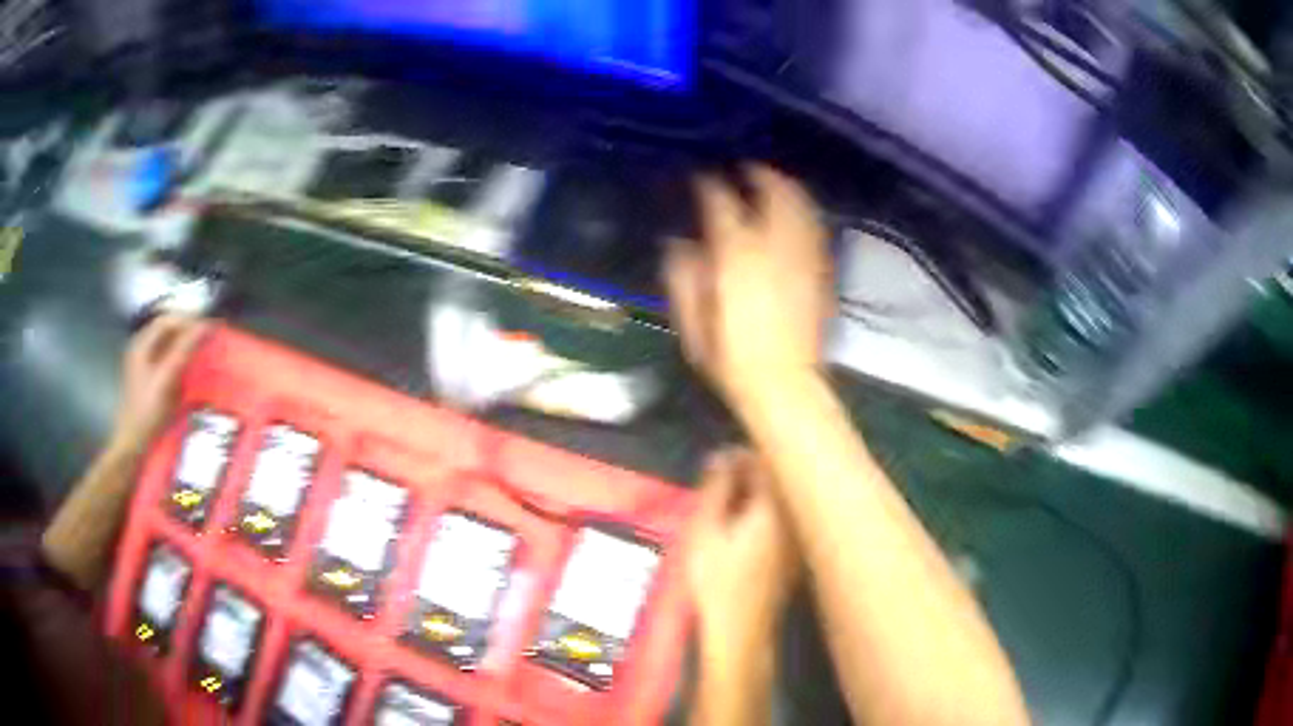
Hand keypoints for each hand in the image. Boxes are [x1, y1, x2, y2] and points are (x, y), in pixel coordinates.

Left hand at [112, 315, 208, 451]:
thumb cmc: (147, 411)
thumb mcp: (166, 379)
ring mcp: (143, 363)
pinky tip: (189, 368)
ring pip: (167, 344)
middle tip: (208, 339)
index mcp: (141, 343)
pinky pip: (166, 358)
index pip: (168, 320)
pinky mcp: (148, 377)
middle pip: (167, 330)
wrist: (133, 443)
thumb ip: (183, 350)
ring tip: (202, 351)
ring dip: (184, 345)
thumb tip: (205, 326)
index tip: (209, 327)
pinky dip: (179, 358)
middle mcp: (141, 347)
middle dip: (187, 331)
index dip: (188, 320)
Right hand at [666, 165, 831, 412]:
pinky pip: (815, 229)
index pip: (721, 203)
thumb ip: (684, 277)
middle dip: (760, 174)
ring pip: (800, 206)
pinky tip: (797, 212)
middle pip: (773, 192)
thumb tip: (681, 244)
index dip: (708, 186)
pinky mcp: (820, 271)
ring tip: (774, 181)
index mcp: (737, 255)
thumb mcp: (693, 322)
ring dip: (787, 187)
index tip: (701, 179)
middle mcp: (774, 245)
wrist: (785, 385)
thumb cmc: (731, 357)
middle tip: (747, 168)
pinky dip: (805, 211)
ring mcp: (802, 256)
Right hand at [687, 447, 799, 673]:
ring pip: (782, 500)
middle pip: (779, 479)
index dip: (742, 455)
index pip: (767, 462)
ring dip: (757, 493)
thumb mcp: (706, 529)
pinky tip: (742, 527)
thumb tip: (722, 455)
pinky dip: (765, 513)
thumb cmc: (717, 580)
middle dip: (750, 473)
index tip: (718, 459)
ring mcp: (799, 538)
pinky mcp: (795, 556)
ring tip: (726, 501)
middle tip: (718, 481)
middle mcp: (795, 518)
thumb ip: (716, 487)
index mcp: (776, 507)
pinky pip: (784, 520)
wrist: (740, 631)